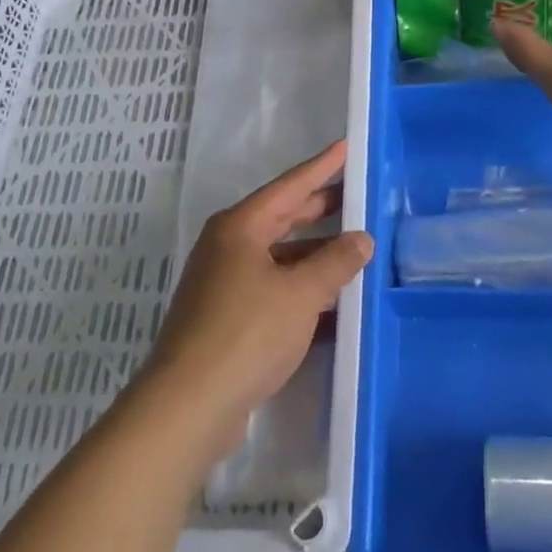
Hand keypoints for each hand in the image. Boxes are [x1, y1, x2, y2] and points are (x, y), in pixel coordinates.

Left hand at [141, 141, 372, 452]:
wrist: (190, 404)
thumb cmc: (247, 333)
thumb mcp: (301, 293)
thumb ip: (336, 262)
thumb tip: (361, 240)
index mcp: (240, 227)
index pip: (290, 186)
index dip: (322, 167)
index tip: (347, 147)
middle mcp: (229, 247)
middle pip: (283, 218)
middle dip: (321, 208)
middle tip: (358, 195)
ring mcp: (225, 283)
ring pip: (280, 257)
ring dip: (315, 254)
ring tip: (355, 248)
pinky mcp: (227, 318)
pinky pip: (274, 289)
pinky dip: (302, 289)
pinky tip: (333, 299)